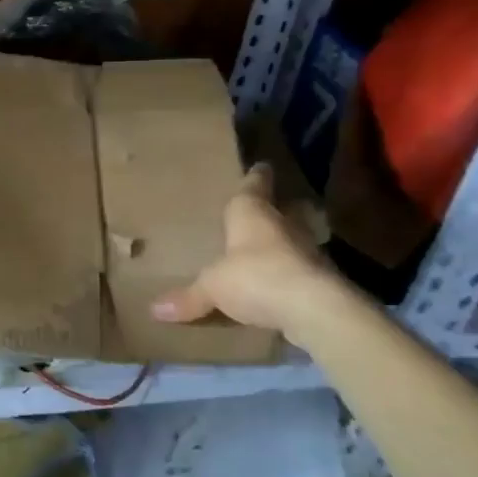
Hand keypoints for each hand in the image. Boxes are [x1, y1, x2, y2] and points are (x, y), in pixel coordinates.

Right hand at [150, 164, 337, 333]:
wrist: (314, 310)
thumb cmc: (256, 277)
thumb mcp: (212, 287)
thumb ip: (189, 297)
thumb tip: (155, 309)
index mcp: (253, 214)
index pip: (254, 186)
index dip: (255, 177)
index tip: (261, 166)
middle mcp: (283, 226)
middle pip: (284, 211)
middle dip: (277, 210)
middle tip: (268, 211)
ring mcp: (307, 253)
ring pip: (296, 240)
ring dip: (286, 245)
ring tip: (271, 251)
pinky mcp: (322, 281)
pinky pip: (301, 272)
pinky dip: (292, 276)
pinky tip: (282, 286)